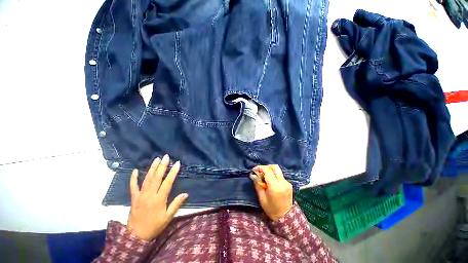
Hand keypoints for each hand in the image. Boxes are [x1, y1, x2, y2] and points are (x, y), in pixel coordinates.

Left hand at [127, 154, 187, 240]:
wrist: (136, 236)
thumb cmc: (154, 226)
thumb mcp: (167, 217)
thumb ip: (176, 204)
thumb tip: (186, 194)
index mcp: (159, 199)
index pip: (167, 182)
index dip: (173, 172)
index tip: (177, 163)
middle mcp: (150, 195)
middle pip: (157, 178)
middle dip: (162, 166)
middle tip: (166, 157)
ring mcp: (140, 195)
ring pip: (147, 179)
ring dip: (152, 168)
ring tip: (156, 159)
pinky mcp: (134, 198)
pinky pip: (133, 186)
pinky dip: (133, 178)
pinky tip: (134, 170)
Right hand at [253, 165, 292, 220]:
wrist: (286, 218)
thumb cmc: (271, 209)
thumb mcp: (262, 197)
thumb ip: (258, 184)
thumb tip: (253, 175)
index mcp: (275, 186)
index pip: (268, 171)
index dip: (260, 168)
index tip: (254, 169)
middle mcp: (283, 182)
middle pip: (275, 167)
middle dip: (266, 167)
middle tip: (260, 171)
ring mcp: (287, 183)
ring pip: (278, 170)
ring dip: (270, 170)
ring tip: (264, 176)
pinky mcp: (289, 184)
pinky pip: (280, 175)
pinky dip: (274, 175)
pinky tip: (270, 181)